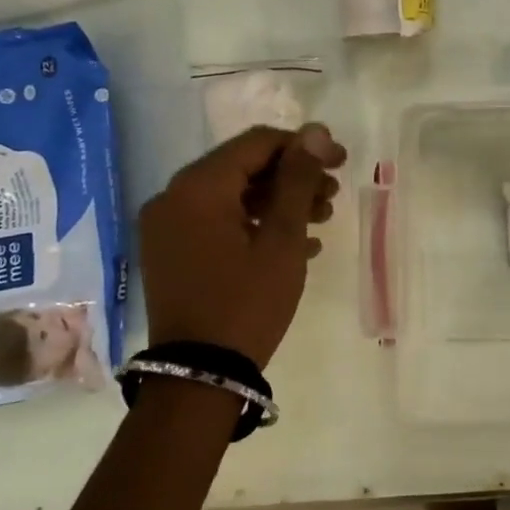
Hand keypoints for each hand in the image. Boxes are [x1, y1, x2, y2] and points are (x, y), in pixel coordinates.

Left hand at [136, 123, 346, 367]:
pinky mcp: (172, 252)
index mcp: (197, 187)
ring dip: (279, 201)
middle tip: (333, 196)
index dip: (304, 146)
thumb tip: (315, 131)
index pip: (257, 143)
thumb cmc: (247, 303)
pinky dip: (256, 224)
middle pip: (245, 167)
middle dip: (293, 177)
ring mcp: (168, 227)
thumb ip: (298, 179)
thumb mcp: (282, 239)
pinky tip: (298, 243)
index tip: (341, 161)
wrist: (198, 379)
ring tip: (322, 220)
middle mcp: (174, 197)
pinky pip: (219, 221)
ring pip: (234, 194)